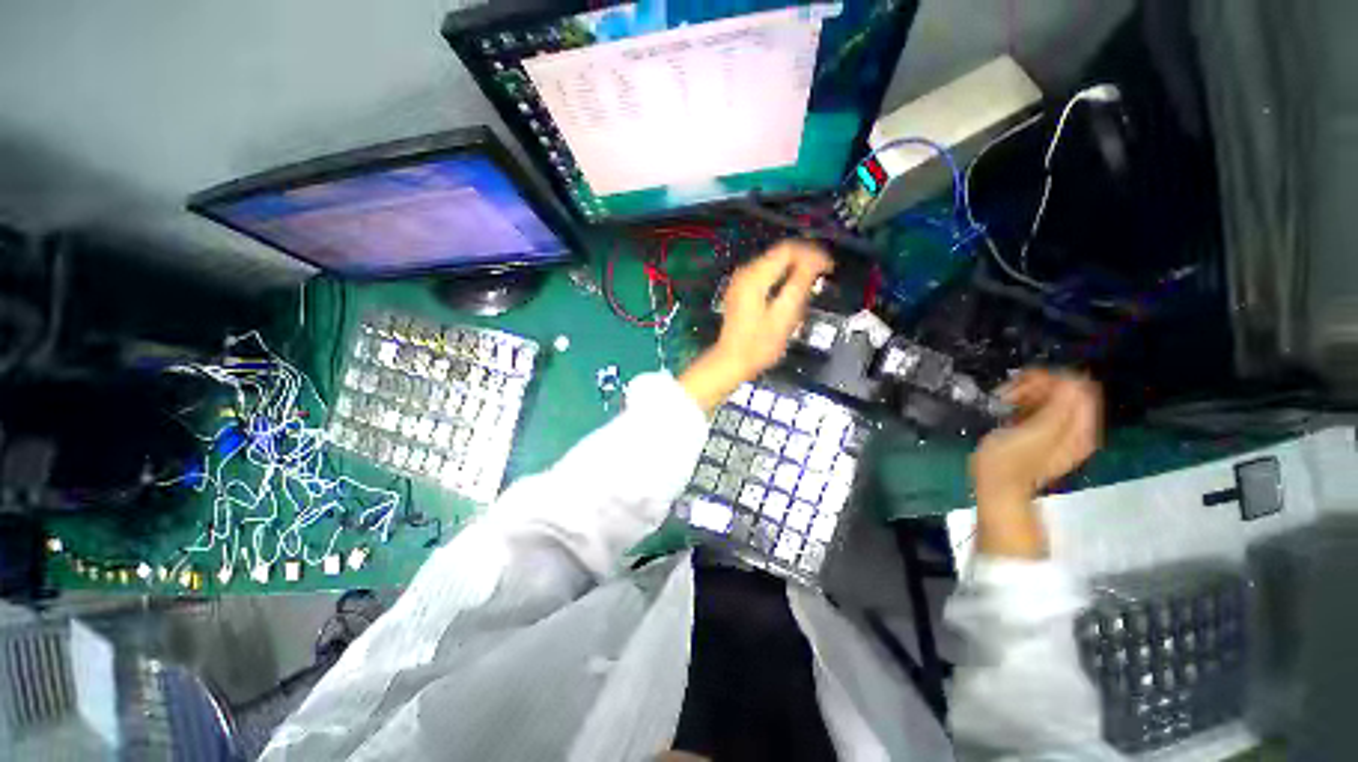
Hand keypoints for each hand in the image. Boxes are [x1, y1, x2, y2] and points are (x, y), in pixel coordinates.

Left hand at [679, 240, 832, 412]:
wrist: (732, 362)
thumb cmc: (759, 345)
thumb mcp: (784, 316)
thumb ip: (800, 285)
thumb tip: (816, 261)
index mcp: (755, 276)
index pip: (788, 249)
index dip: (812, 254)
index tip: (829, 268)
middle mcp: (745, 272)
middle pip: (780, 253)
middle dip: (805, 260)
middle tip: (824, 275)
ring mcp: (741, 281)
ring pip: (774, 263)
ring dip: (795, 269)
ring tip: (813, 284)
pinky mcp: (741, 290)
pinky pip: (766, 274)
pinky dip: (783, 277)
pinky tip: (793, 291)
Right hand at [970, 370, 1101, 559]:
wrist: (997, 487)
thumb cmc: (1008, 460)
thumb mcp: (1035, 432)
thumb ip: (1058, 406)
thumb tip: (1068, 380)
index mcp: (1079, 427)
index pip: (1078, 387)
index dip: (1050, 378)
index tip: (1021, 382)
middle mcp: (1077, 428)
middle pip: (1067, 391)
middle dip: (1038, 385)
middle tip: (1010, 392)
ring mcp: (1062, 434)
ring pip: (1054, 399)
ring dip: (1030, 394)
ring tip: (1007, 400)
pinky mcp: (1045, 436)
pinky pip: (1044, 410)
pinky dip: (1027, 405)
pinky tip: (1011, 411)